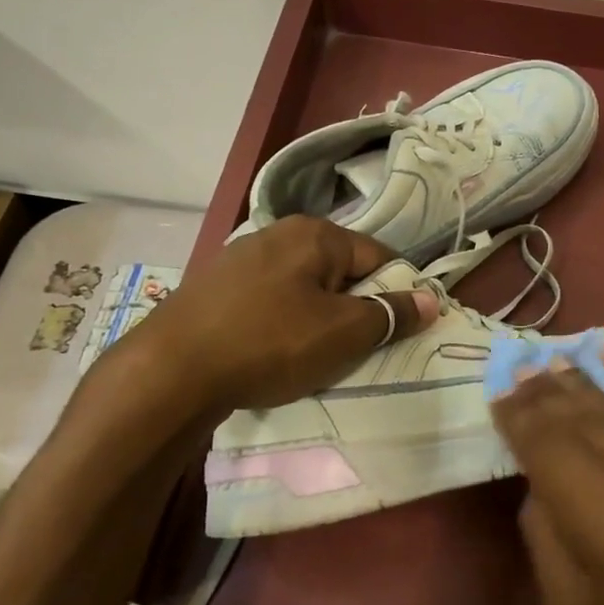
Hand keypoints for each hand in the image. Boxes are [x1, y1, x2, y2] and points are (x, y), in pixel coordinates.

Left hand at [103, 215, 434, 422]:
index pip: (378, 257)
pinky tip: (272, 351)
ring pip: (303, 287)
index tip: (397, 330)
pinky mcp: (214, 285)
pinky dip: (281, 321)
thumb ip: (392, 314)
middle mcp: (278, 233)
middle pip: (339, 271)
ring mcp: (240, 257)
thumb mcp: (344, 333)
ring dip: (317, 317)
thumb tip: (432, 300)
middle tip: (356, 349)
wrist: (170, 371)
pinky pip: (269, 299)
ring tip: (314, 355)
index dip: (396, 293)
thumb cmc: (271, 343)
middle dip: (354, 307)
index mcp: (316, 234)